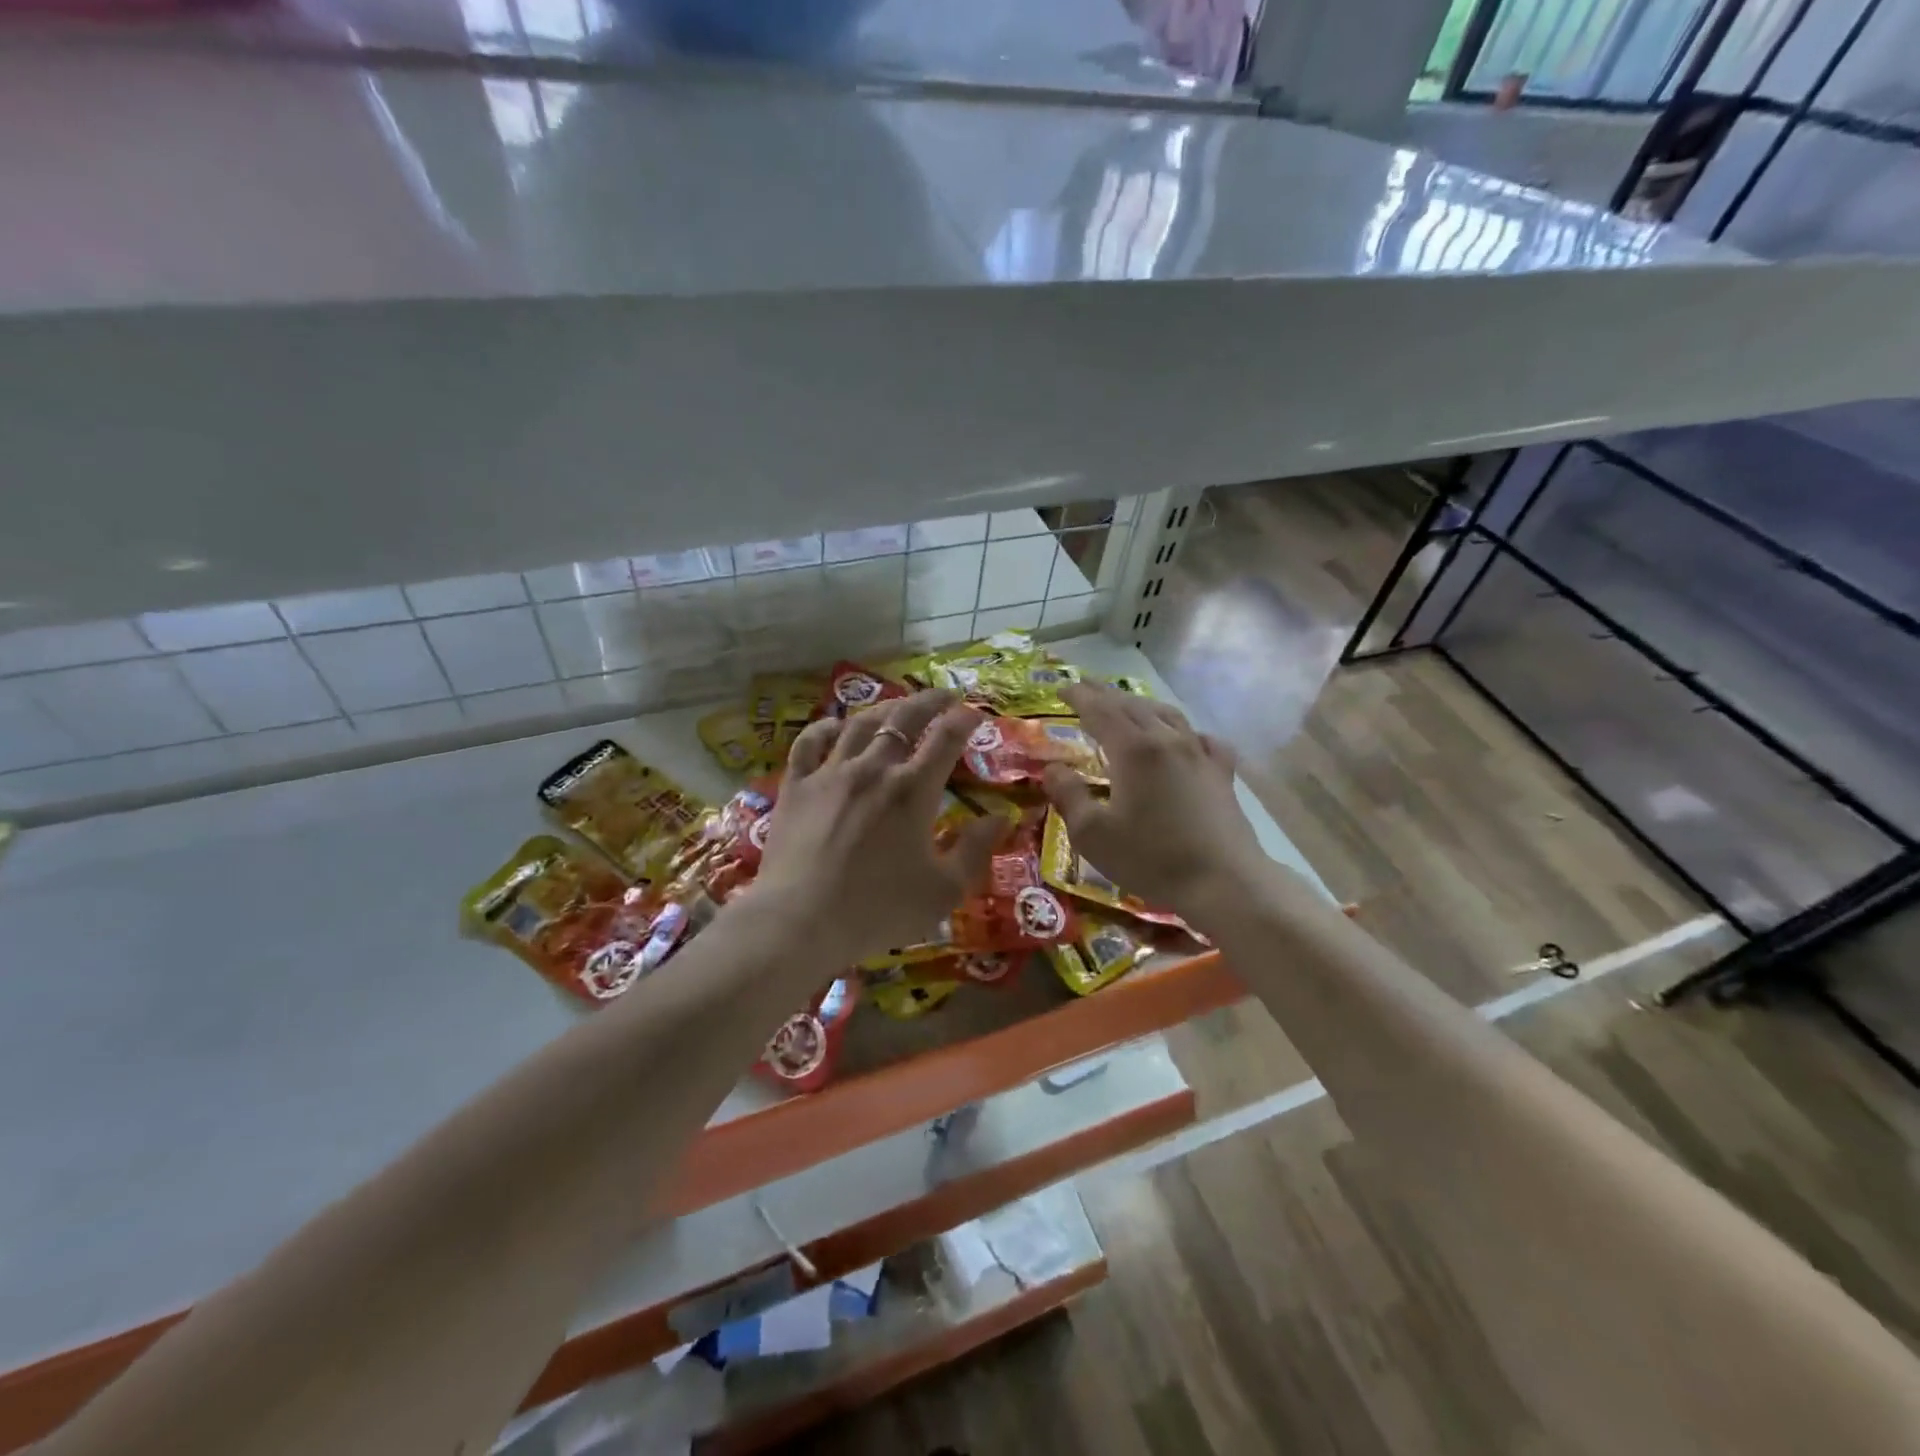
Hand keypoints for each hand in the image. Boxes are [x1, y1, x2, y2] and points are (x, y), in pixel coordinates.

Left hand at [751, 690, 1004, 966]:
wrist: (800, 921)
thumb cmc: (878, 909)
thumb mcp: (944, 890)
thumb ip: (976, 849)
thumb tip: (1001, 816)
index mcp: (913, 790)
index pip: (946, 739)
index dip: (964, 720)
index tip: (975, 713)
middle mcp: (873, 768)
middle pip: (904, 718)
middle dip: (929, 701)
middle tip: (945, 695)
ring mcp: (830, 773)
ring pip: (860, 724)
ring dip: (884, 708)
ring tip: (898, 705)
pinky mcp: (796, 786)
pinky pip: (809, 743)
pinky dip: (826, 728)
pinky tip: (835, 725)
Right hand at [1041, 682, 1263, 921]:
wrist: (1224, 882)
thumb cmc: (1151, 859)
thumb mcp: (1093, 835)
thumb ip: (1069, 797)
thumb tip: (1054, 769)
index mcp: (1133, 750)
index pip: (1100, 711)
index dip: (1080, 697)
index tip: (1062, 688)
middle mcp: (1167, 741)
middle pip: (1132, 706)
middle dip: (1106, 694)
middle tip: (1086, 687)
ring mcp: (1200, 755)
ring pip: (1167, 715)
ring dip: (1142, 705)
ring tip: (1128, 706)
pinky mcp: (1222, 774)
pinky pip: (1202, 739)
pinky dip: (1184, 731)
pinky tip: (1185, 739)